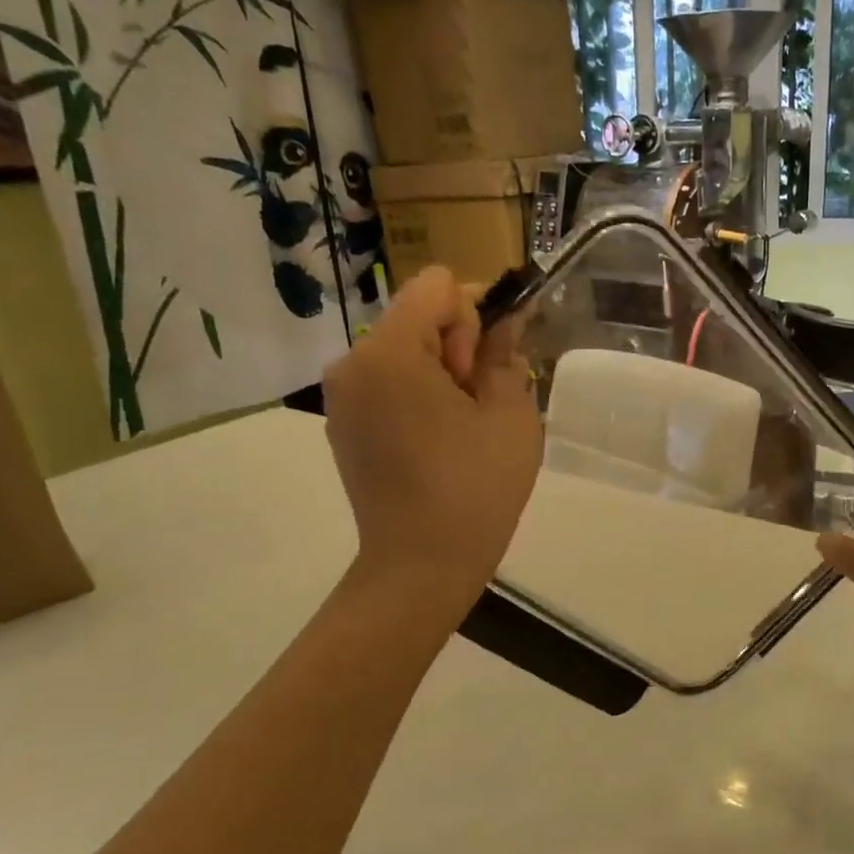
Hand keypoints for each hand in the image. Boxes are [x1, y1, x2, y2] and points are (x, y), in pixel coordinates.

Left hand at [322, 268, 541, 598]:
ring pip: (406, 348)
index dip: (476, 315)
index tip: (486, 368)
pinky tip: (440, 440)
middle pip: (419, 314)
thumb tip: (506, 319)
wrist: (420, 567)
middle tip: (480, 403)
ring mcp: (343, 396)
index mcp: (389, 352)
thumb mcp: (511, 414)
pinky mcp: (345, 423)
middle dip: (459, 344)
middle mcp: (353, 362)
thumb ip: (506, 353)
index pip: (439, 286)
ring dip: (442, 371)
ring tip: (464, 426)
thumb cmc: (474, 488)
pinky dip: (419, 393)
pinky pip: (389, 381)